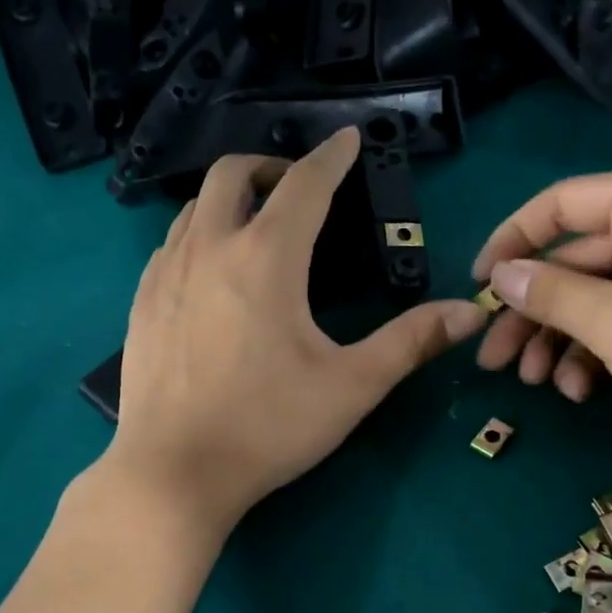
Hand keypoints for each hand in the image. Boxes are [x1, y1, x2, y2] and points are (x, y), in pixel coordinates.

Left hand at [109, 129, 486, 530]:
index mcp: (266, 258)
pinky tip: (212, 273)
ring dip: (231, 200)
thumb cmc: (268, 428)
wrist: (174, 473)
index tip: (349, 139)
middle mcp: (209, 249)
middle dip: (271, 166)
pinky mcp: (141, 304)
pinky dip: (199, 235)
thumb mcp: (351, 387)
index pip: (305, 184)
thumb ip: (411, 342)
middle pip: (233, 173)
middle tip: (299, 189)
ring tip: (258, 227)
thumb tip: (470, 312)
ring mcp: (165, 274)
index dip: (333, 156)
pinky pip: (170, 244)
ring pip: (195, 206)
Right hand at [471, 166, 611, 478]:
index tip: (475, 287)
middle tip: (491, 359)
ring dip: (556, 340)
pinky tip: (577, 390)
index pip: (561, 204)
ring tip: (531, 382)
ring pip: (592, 299)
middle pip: (573, 261)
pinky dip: (592, 355)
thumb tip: (499, 275)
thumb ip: (549, 293)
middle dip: (530, 312)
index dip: (511, 241)